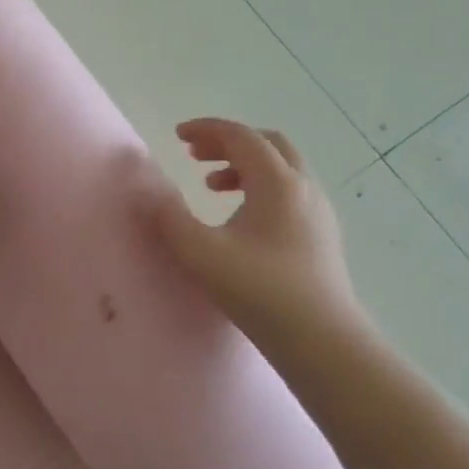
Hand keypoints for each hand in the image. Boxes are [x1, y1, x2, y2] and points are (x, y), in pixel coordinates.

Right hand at [153, 119, 365, 347]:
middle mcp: (303, 187)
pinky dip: (261, 188)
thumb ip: (167, 216)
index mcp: (277, 182)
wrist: (321, 339)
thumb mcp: (199, 252)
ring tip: (211, 188)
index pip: (241, 136)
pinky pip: (290, 193)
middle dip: (228, 143)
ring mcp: (318, 212)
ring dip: (244, 167)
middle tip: (194, 157)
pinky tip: (242, 220)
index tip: (177, 136)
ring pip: (282, 169)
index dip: (207, 130)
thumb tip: (146, 189)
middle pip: (268, 144)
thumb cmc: (258, 290)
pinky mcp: (322, 235)